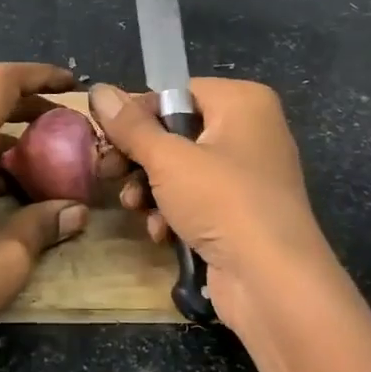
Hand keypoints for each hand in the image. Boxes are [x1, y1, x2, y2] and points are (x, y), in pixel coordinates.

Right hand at [88, 79, 338, 320]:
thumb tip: (97, 90)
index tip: (103, 135)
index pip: (177, 92)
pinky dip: (175, 213)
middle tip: (108, 172)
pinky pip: (199, 199)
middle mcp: (251, 130)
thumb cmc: (222, 201)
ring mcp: (249, 174)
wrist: (273, 281)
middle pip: (177, 132)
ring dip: (151, 190)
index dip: (137, 114)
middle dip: (140, 158)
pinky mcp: (243, 213)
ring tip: (134, 207)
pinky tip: (161, 233)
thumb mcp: (167, 159)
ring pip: (182, 169)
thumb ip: (130, 126)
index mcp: (243, 102)